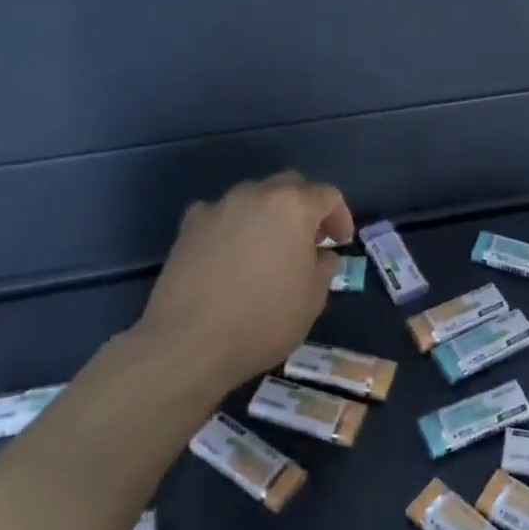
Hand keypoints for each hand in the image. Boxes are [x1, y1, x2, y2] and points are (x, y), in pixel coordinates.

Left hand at [129, 172, 354, 394]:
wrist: (190, 344)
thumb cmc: (264, 320)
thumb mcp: (314, 298)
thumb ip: (324, 266)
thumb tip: (319, 254)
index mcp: (293, 207)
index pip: (328, 195)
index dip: (340, 217)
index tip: (340, 243)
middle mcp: (255, 195)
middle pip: (289, 185)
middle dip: (305, 207)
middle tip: (310, 240)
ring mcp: (217, 208)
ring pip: (253, 197)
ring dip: (269, 214)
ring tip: (269, 248)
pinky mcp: (188, 227)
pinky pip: (221, 215)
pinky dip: (234, 226)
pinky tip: (232, 255)